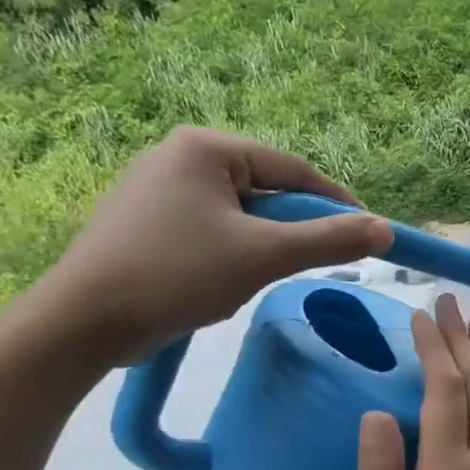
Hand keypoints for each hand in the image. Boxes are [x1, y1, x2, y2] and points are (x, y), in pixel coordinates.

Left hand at [34, 127, 393, 365]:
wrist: (84, 322)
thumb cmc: (177, 275)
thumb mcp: (263, 256)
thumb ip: (328, 241)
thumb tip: (386, 230)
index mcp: (205, 148)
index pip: (292, 168)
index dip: (336, 202)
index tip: (368, 234)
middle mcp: (179, 156)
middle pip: (266, 190)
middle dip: (295, 227)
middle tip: (318, 262)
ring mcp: (158, 188)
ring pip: (240, 213)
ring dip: (266, 243)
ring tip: (266, 276)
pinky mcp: (146, 221)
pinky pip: (213, 228)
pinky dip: (235, 250)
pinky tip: (229, 279)